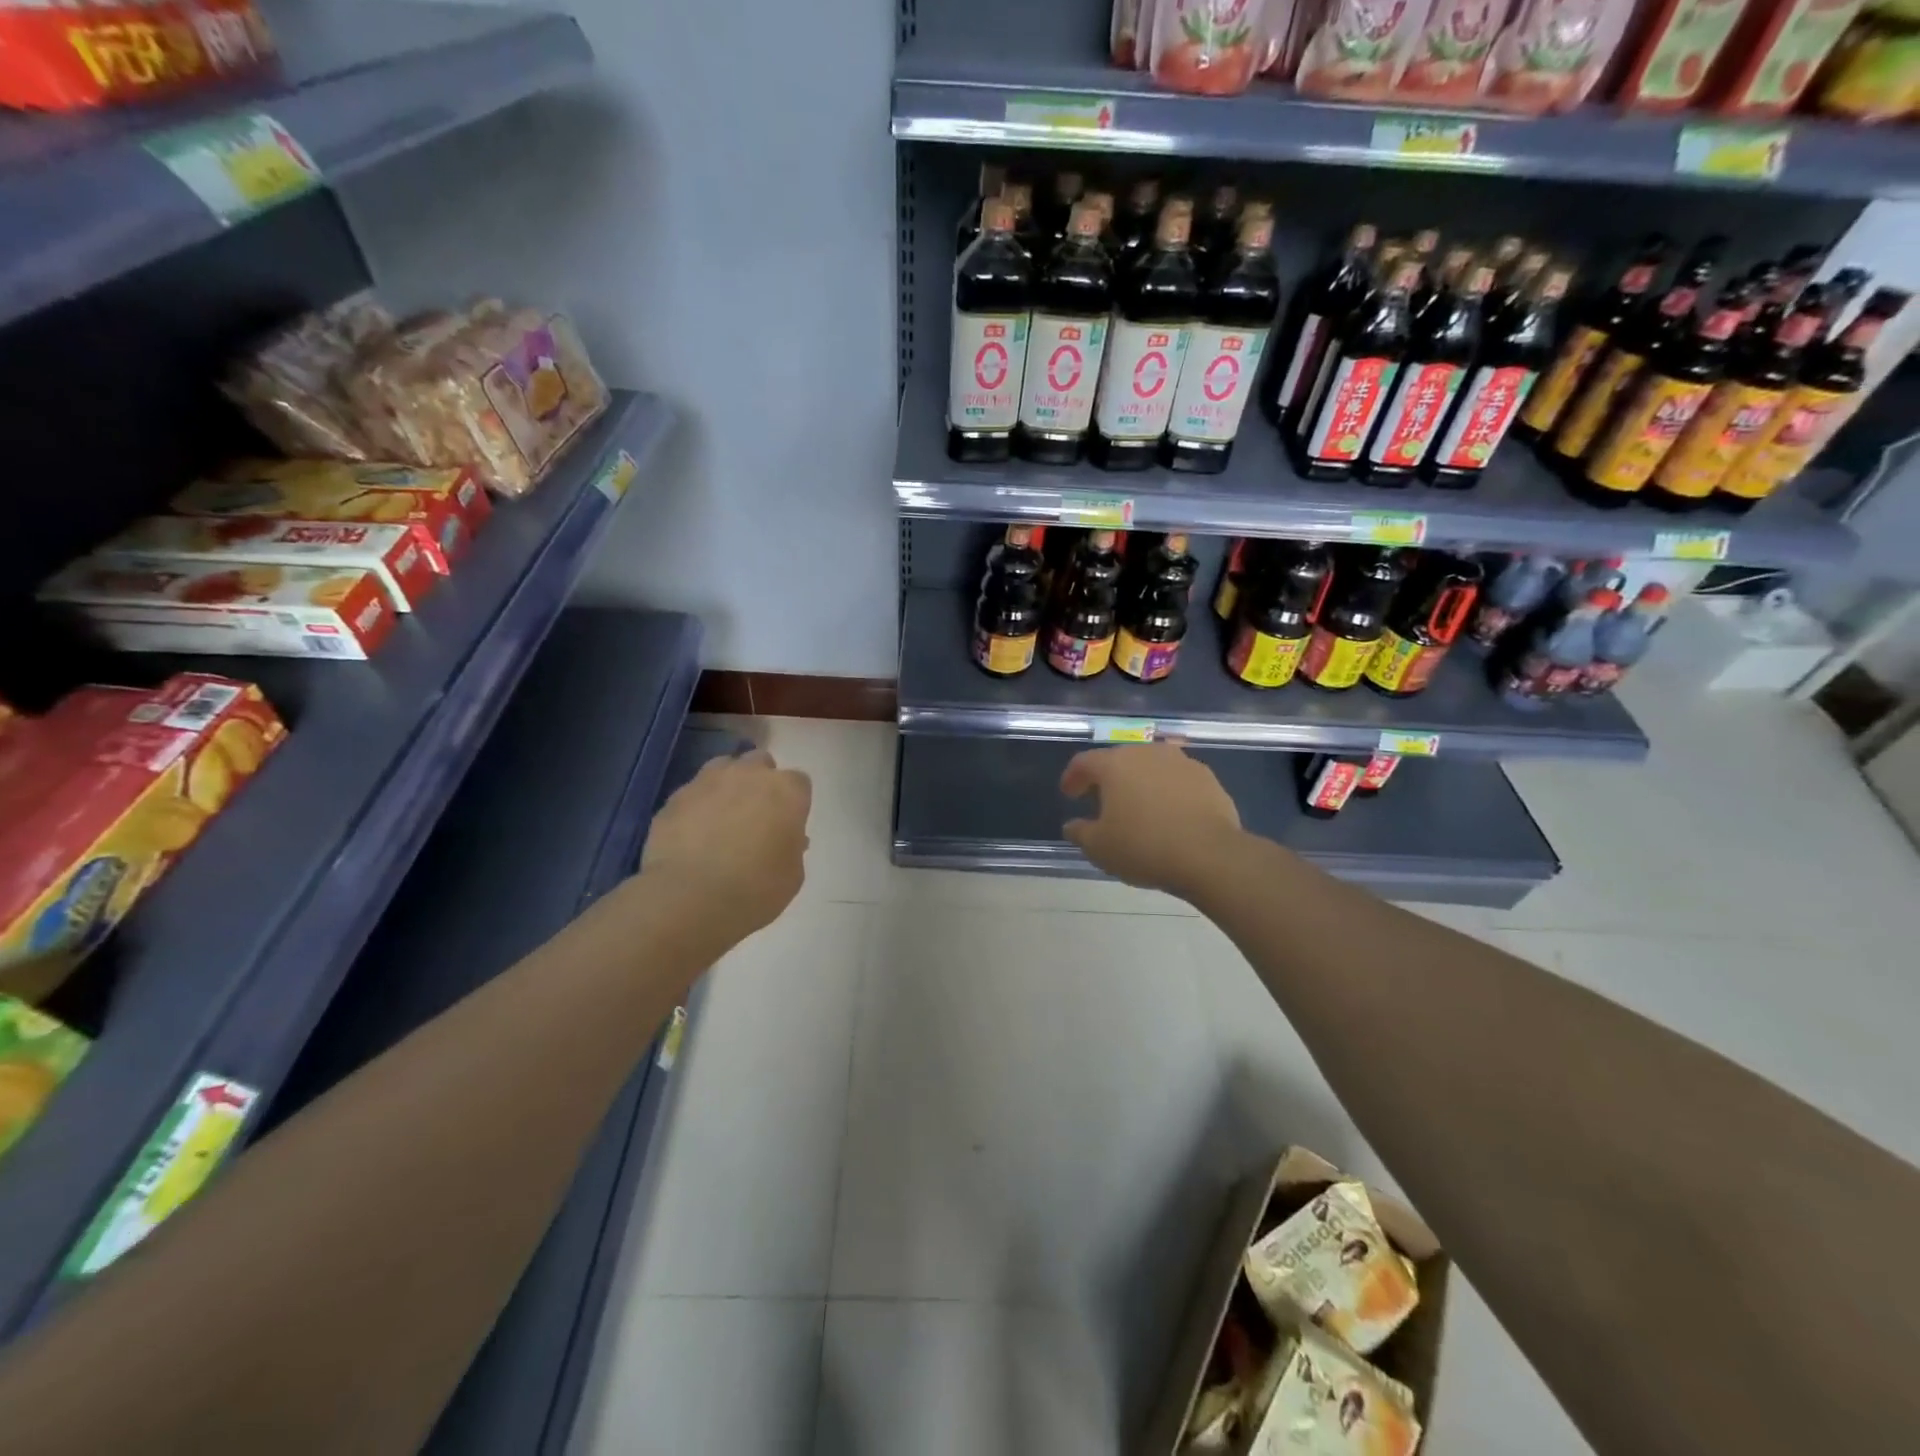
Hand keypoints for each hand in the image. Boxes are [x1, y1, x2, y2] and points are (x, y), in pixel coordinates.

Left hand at [642, 749, 811, 937]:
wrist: (691, 898)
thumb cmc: (756, 888)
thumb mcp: (792, 874)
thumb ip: (792, 847)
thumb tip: (783, 838)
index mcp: (787, 791)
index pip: (799, 782)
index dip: (793, 803)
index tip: (787, 824)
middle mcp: (749, 775)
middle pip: (760, 763)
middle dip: (760, 782)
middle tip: (756, 814)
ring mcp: (708, 782)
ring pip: (723, 768)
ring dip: (727, 785)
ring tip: (722, 817)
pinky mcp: (675, 798)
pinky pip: (692, 794)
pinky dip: (696, 807)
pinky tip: (692, 835)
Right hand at [1061, 743, 1241, 900]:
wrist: (1210, 855)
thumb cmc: (1144, 846)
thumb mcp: (1099, 848)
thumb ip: (1080, 833)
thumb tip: (1073, 826)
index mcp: (1115, 764)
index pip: (1084, 762)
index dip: (1072, 777)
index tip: (1069, 794)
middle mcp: (1147, 753)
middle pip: (1119, 760)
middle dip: (1107, 779)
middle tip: (1101, 801)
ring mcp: (1181, 762)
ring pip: (1151, 767)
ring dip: (1140, 783)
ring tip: (1137, 808)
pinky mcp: (1208, 778)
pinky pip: (1177, 780)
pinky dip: (1167, 792)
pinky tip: (1169, 814)